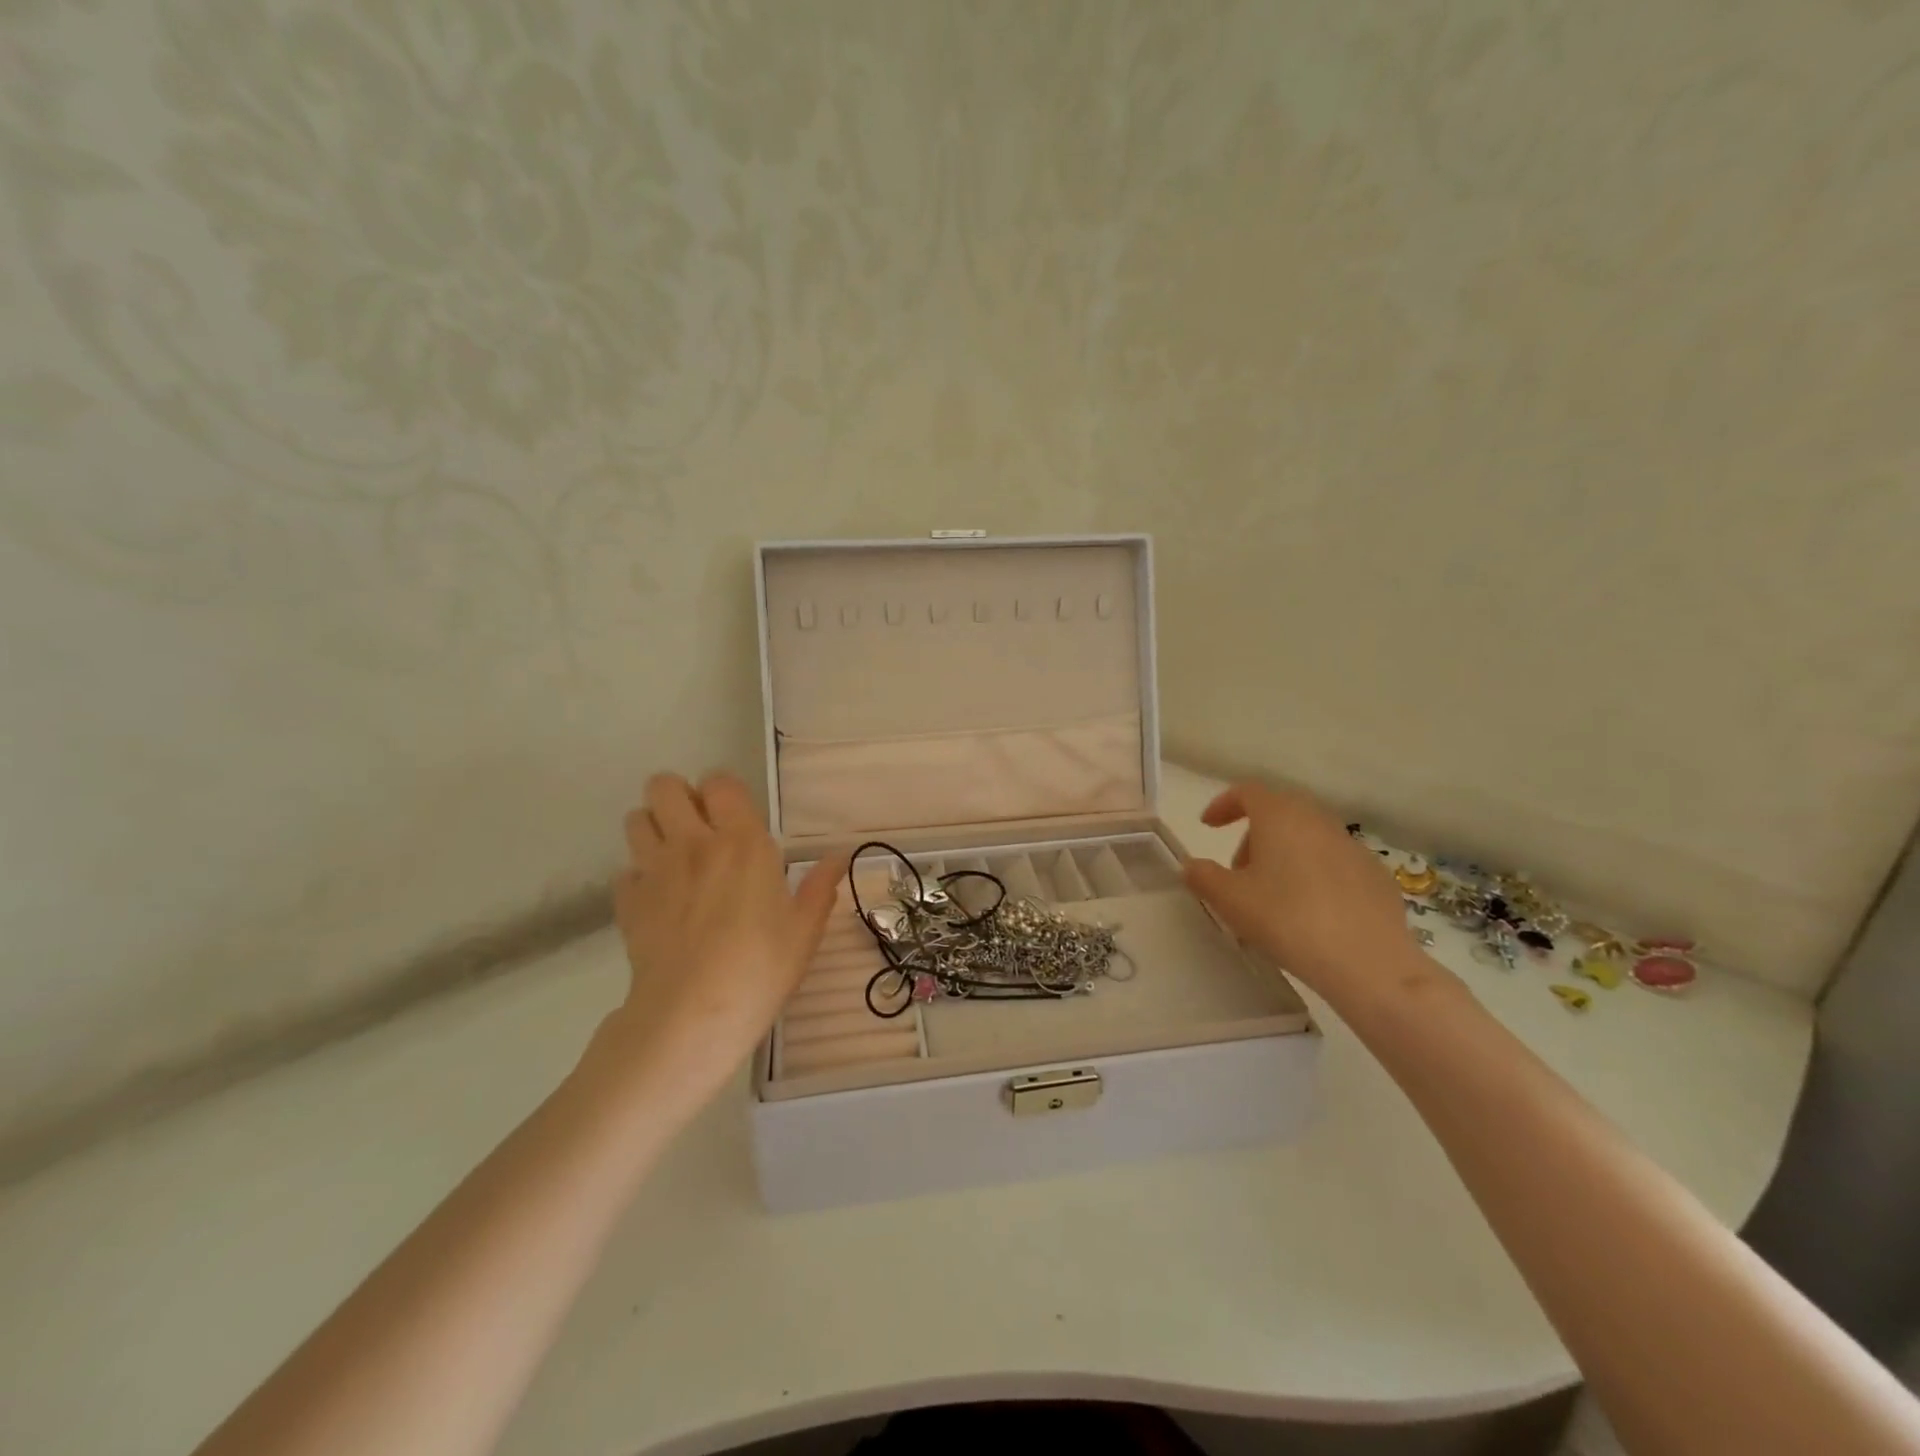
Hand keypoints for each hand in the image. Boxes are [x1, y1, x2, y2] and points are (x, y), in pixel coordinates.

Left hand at [602, 772, 843, 1107]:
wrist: (692, 1015)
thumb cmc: (760, 967)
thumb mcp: (804, 930)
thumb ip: (819, 888)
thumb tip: (838, 858)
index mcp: (742, 842)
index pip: (719, 782)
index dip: (723, 791)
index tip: (735, 816)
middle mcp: (693, 844)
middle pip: (664, 787)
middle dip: (678, 797)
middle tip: (699, 828)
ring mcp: (654, 871)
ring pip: (636, 819)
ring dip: (653, 828)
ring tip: (675, 857)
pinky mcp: (627, 901)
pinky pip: (626, 871)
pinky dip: (639, 877)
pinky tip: (659, 900)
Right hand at [1182, 781, 1416, 996]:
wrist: (1367, 961)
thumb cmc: (1286, 919)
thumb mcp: (1229, 900)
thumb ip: (1203, 876)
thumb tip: (1192, 866)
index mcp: (1280, 816)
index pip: (1247, 792)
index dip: (1224, 805)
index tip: (1208, 826)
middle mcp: (1318, 821)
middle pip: (1279, 813)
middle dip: (1254, 836)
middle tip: (1239, 872)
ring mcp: (1352, 847)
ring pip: (1308, 838)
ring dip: (1284, 856)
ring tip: (1272, 897)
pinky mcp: (1376, 876)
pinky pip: (1334, 864)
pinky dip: (1315, 876)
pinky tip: (1311, 913)